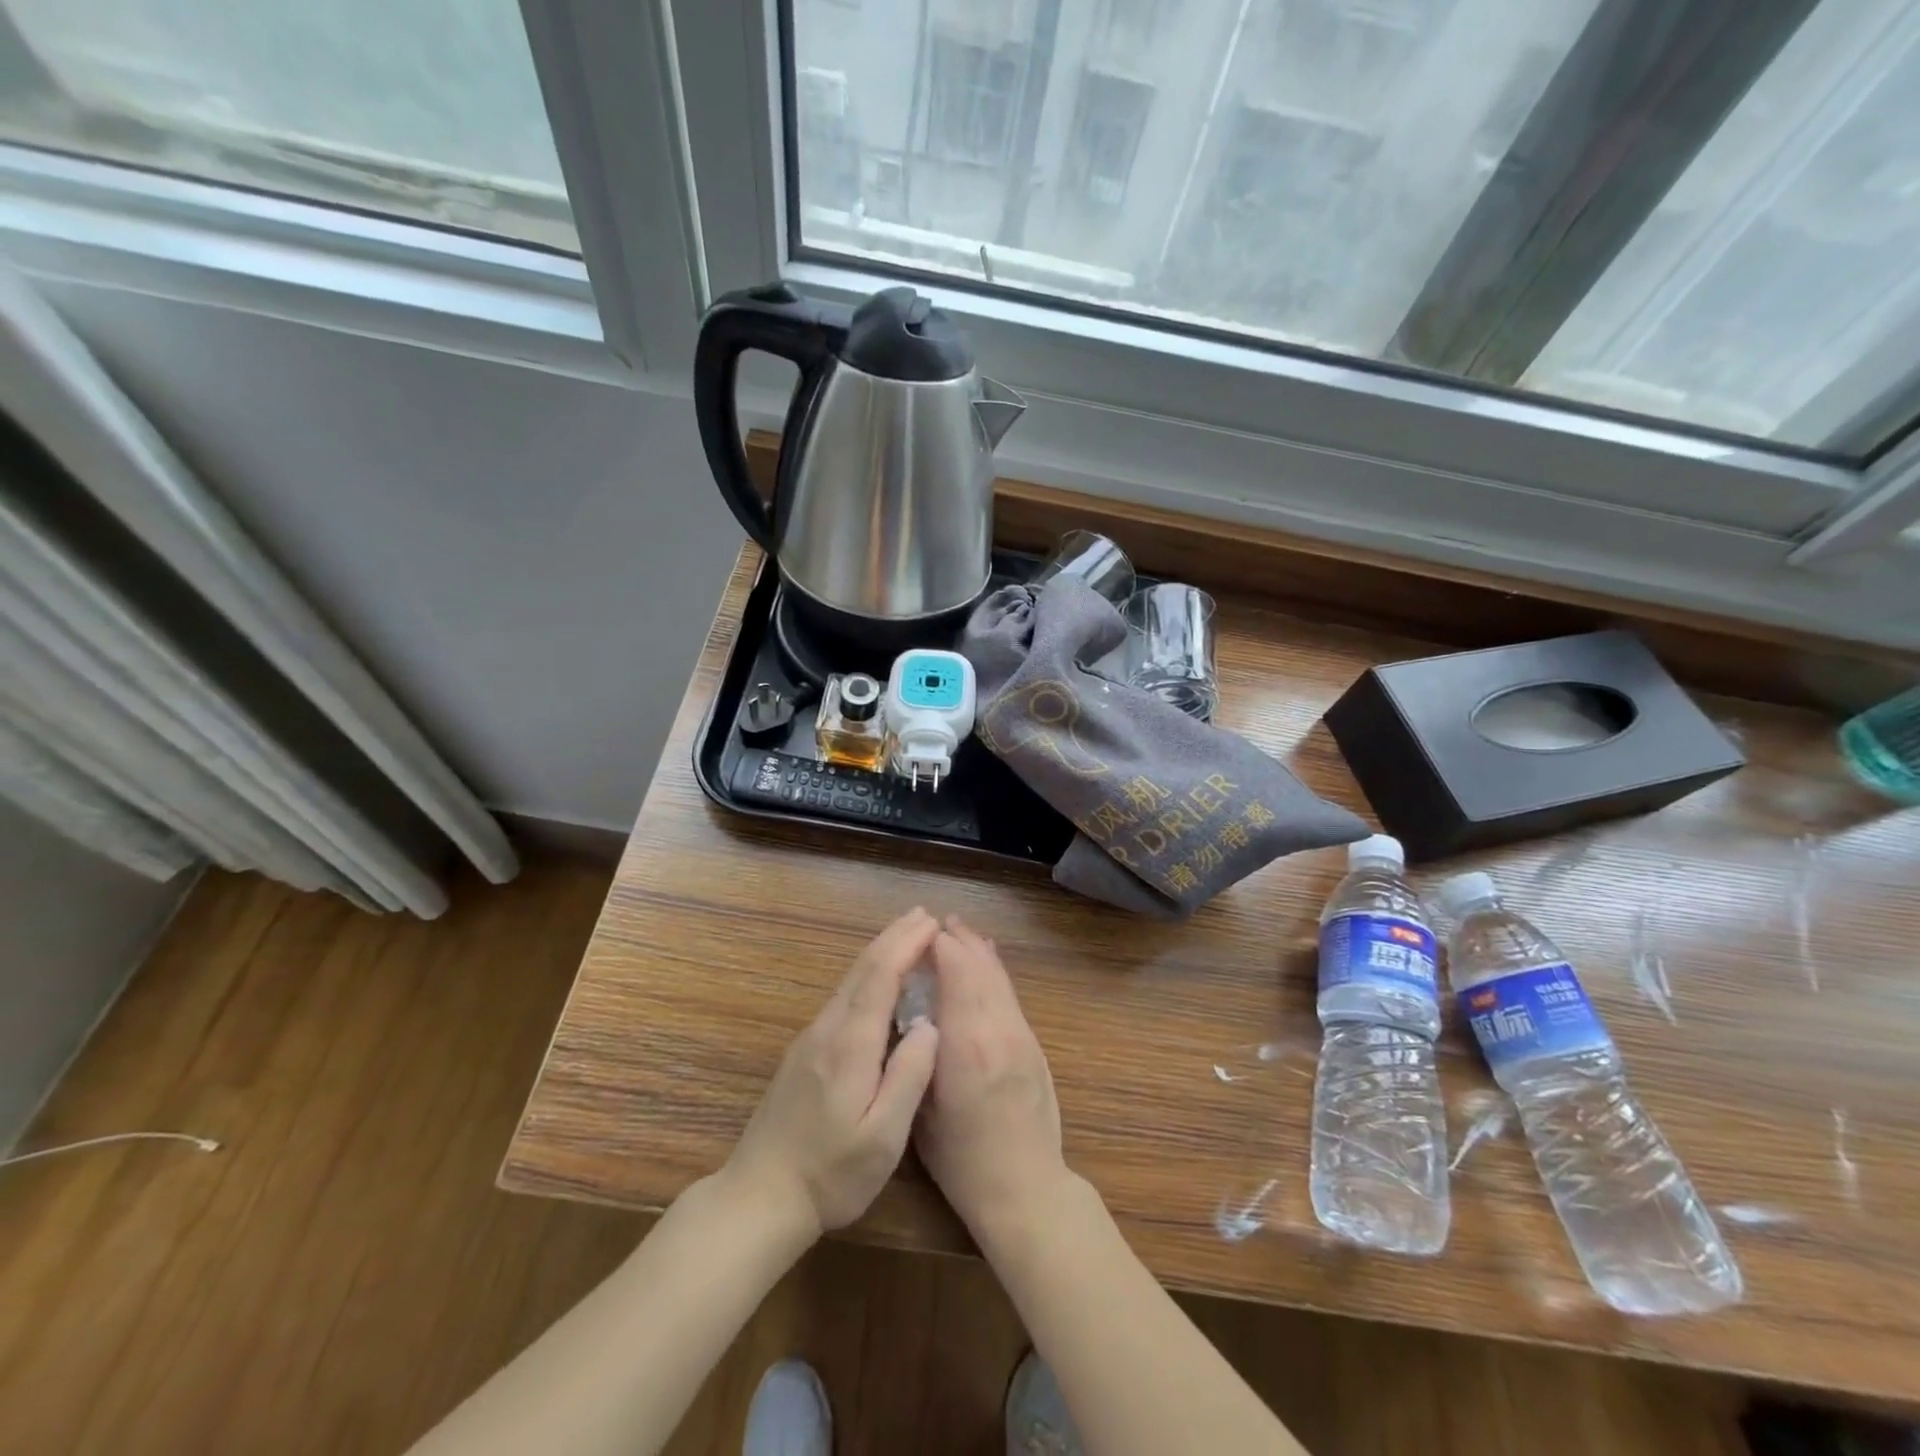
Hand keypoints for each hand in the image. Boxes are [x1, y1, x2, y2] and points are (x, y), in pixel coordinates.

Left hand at [725, 908, 941, 1238]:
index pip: (880, 977)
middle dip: (894, 937)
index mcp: (849, 1045)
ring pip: (849, 981)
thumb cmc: (831, 1174)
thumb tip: (930, 1026)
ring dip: (880, 953)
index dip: (906, 945)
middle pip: (862, 969)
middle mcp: (827, 1030)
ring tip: (907, 936)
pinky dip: (867, 975)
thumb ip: (908, 1077)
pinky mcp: (804, 1052)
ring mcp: (811, 1039)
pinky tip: (878, 981)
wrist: (759, 1197)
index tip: (932, 923)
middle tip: (924, 915)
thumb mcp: (883, 1138)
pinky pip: (842, 998)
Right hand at [915, 916, 1068, 1247]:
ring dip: (978, 950)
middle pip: (979, 966)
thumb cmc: (962, 1160)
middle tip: (935, 922)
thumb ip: (919, 1057)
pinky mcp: (1033, 1044)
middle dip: (957, 939)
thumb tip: (912, 1014)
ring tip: (959, 930)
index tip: (917, 933)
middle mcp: (997, 1027)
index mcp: (966, 1042)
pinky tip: (986, 962)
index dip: (937, 945)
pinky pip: (1010, 994)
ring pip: (998, 976)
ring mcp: (1021, 1033)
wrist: (1026, 1188)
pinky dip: (994, 971)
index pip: (956, 971)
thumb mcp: (922, 1112)